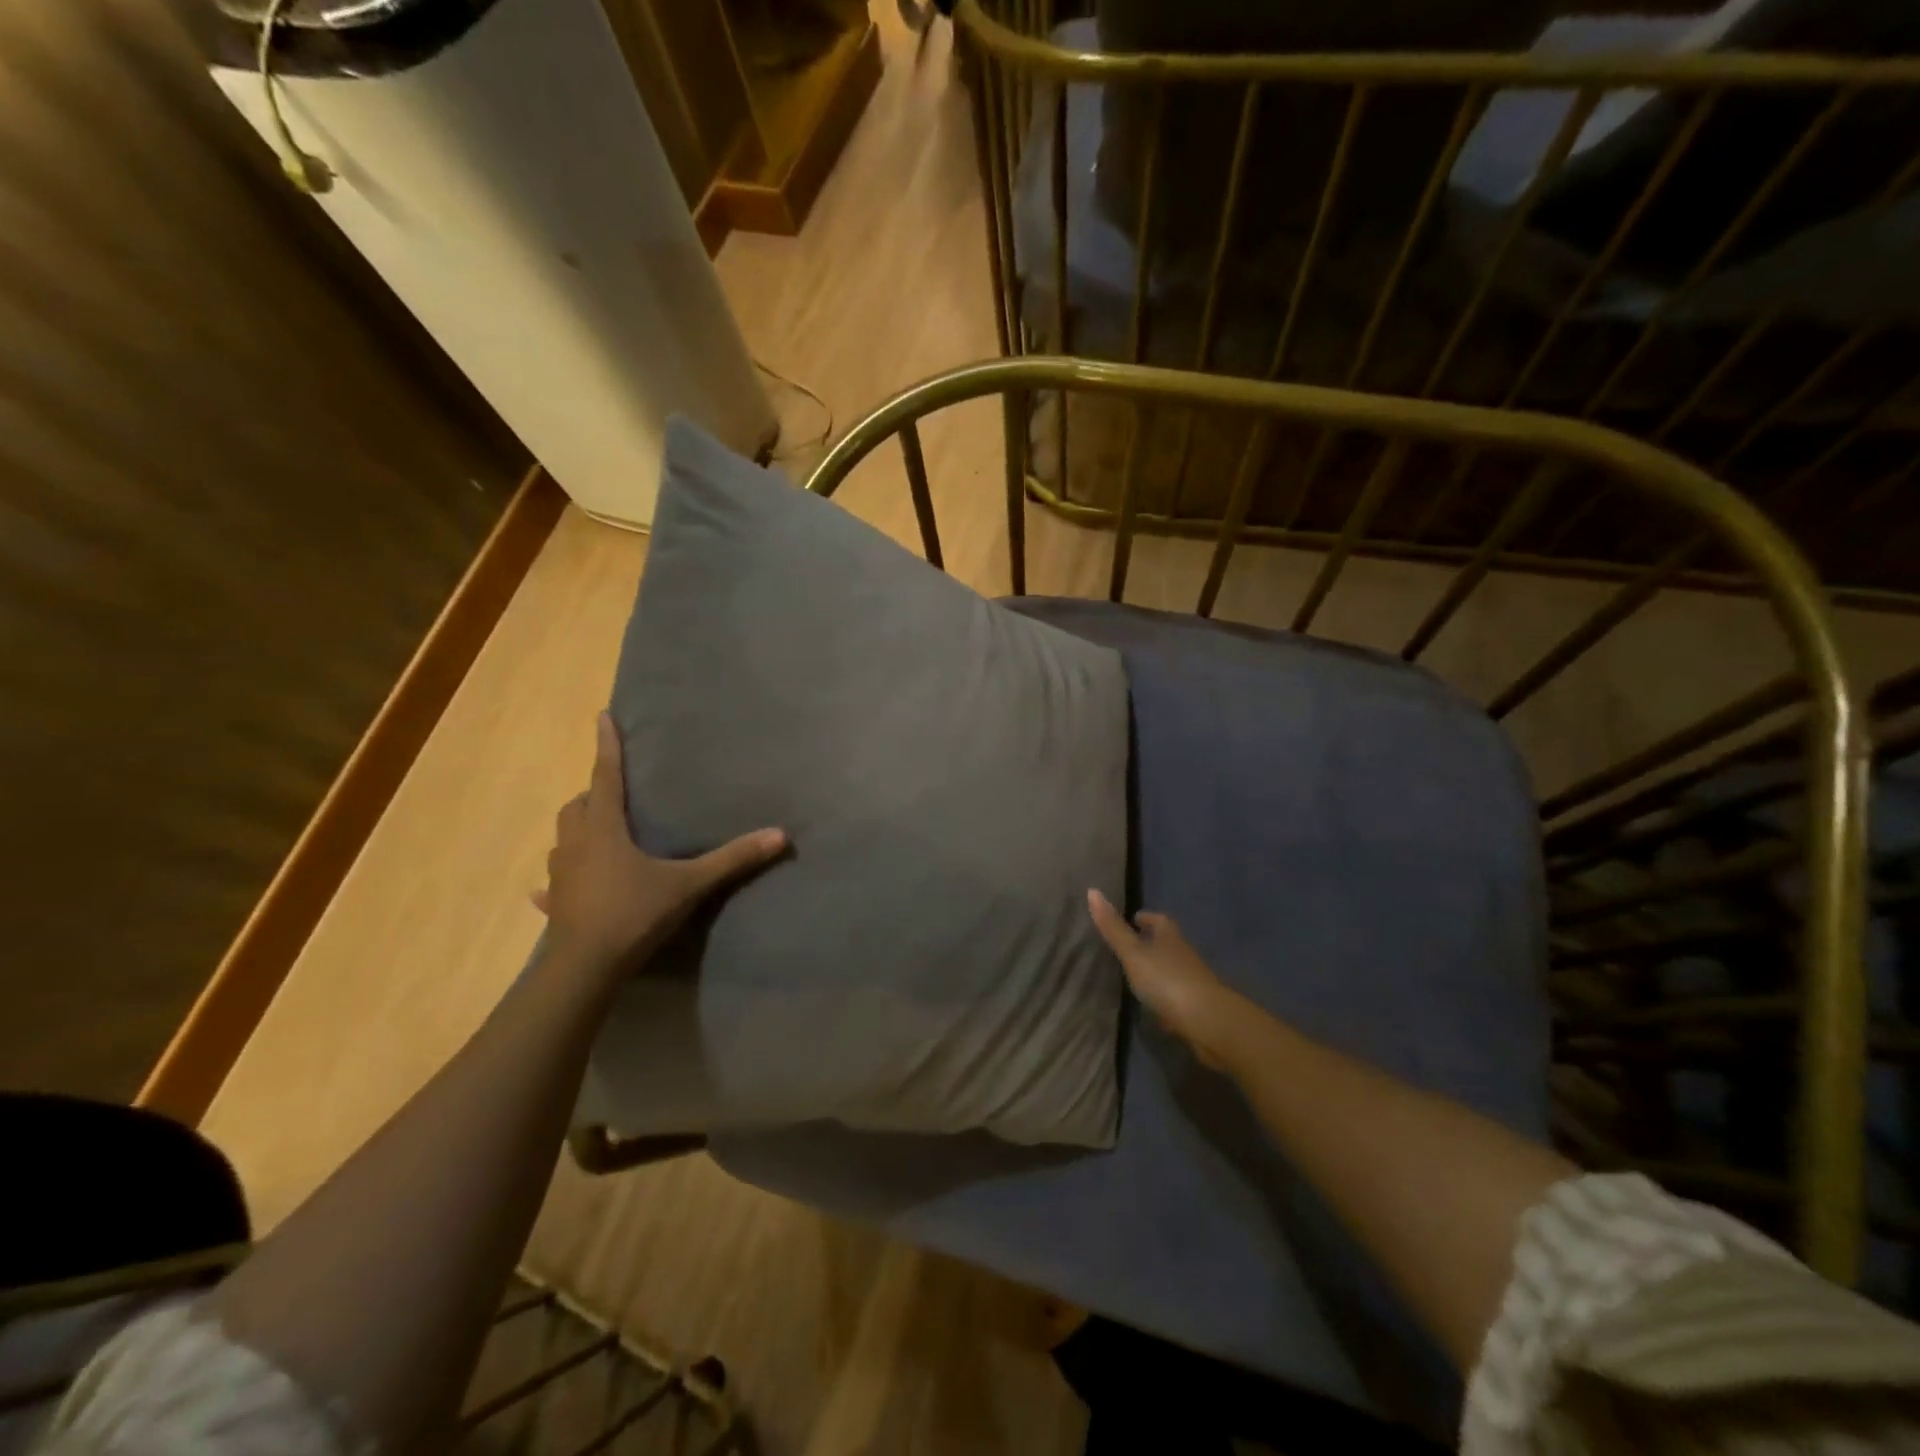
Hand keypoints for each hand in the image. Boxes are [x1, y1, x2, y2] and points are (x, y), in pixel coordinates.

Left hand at [534, 713, 786, 974]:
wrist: (586, 968)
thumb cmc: (634, 913)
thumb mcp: (689, 884)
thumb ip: (732, 859)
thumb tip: (780, 835)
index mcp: (605, 829)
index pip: (606, 776)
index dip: (607, 746)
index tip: (602, 716)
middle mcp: (576, 844)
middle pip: (578, 805)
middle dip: (593, 792)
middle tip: (614, 791)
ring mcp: (561, 874)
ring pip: (563, 838)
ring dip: (579, 827)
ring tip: (599, 831)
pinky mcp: (555, 903)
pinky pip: (552, 882)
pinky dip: (558, 877)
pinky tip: (555, 888)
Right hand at [1088, 890, 1241, 1069]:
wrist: (1208, 1022)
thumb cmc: (1167, 980)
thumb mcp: (1133, 953)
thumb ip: (1113, 928)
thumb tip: (1092, 890)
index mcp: (1169, 936)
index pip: (1156, 919)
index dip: (1144, 918)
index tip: (1131, 919)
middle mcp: (1182, 953)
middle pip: (1164, 942)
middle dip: (1148, 941)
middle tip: (1126, 946)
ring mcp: (1191, 979)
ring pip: (1169, 967)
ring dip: (1155, 968)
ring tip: (1132, 973)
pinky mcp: (1194, 1004)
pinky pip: (1174, 992)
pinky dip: (1162, 992)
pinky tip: (1150, 1001)